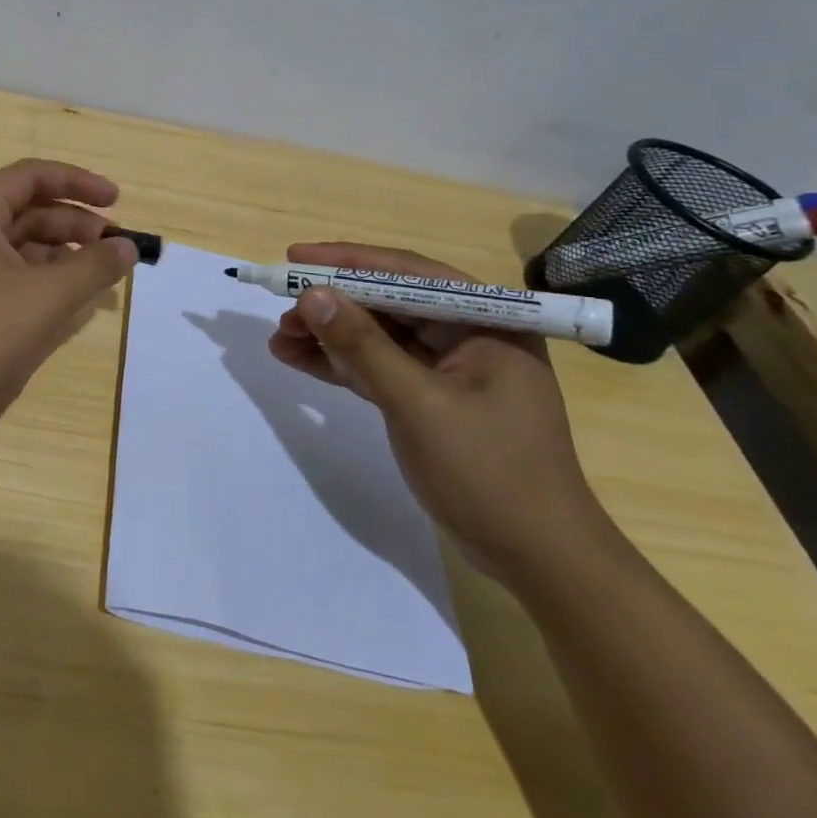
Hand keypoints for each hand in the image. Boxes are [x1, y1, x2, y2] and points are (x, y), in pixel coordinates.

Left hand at [0, 160, 137, 474]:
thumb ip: (94, 266)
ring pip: (21, 251)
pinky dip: (44, 288)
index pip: (31, 176)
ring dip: (64, 259)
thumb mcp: (47, 297)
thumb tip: (128, 246)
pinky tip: (75, 306)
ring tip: (103, 278)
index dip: (77, 183)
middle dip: (75, 225)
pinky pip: (12, 284)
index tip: (117, 201)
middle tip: (117, 247)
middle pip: (28, 213)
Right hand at [267, 242, 615, 582]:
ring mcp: (451, 370)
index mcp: (488, 322)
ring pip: (379, 337)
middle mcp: (471, 335)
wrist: (537, 559)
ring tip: (279, 340)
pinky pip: (380, 368)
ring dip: (330, 337)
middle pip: (389, 303)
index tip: (295, 258)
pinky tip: (299, 360)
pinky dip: (342, 365)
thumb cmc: (489, 473)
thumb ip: (363, 346)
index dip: (348, 262)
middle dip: (333, 306)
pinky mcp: (433, 399)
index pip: (408, 274)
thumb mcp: (418, 404)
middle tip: (281, 310)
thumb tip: (311, 295)